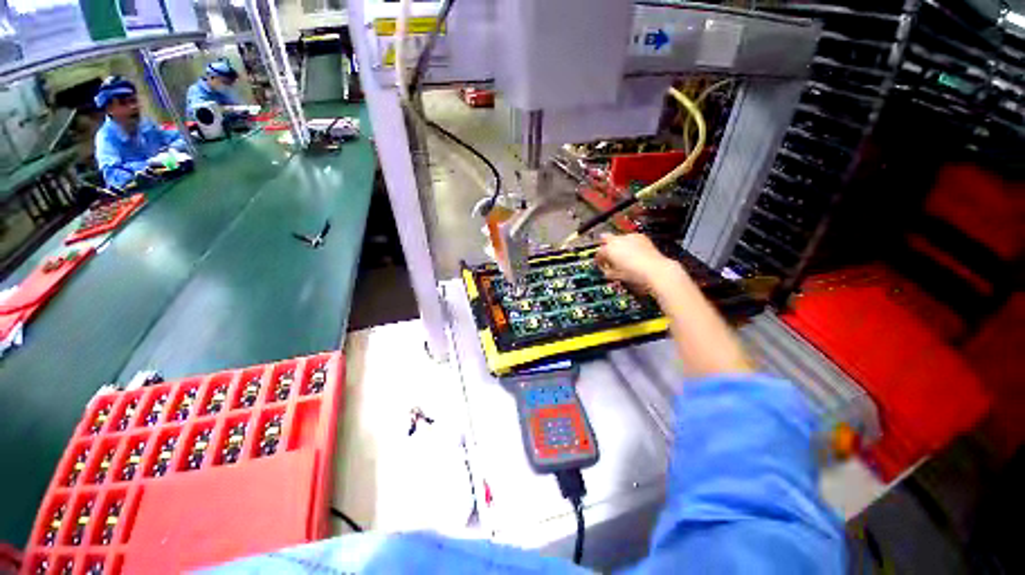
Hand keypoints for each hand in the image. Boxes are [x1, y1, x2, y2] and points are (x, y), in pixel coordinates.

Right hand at [595, 234, 687, 293]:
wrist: (657, 271)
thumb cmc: (636, 275)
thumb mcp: (617, 276)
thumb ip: (608, 272)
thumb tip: (606, 271)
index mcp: (609, 249)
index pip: (599, 252)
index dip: (598, 260)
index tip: (600, 265)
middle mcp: (618, 239)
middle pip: (605, 238)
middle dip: (605, 246)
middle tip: (608, 255)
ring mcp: (631, 236)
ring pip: (619, 237)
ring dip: (617, 245)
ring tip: (621, 255)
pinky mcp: (642, 237)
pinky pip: (631, 238)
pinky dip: (629, 244)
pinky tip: (633, 252)